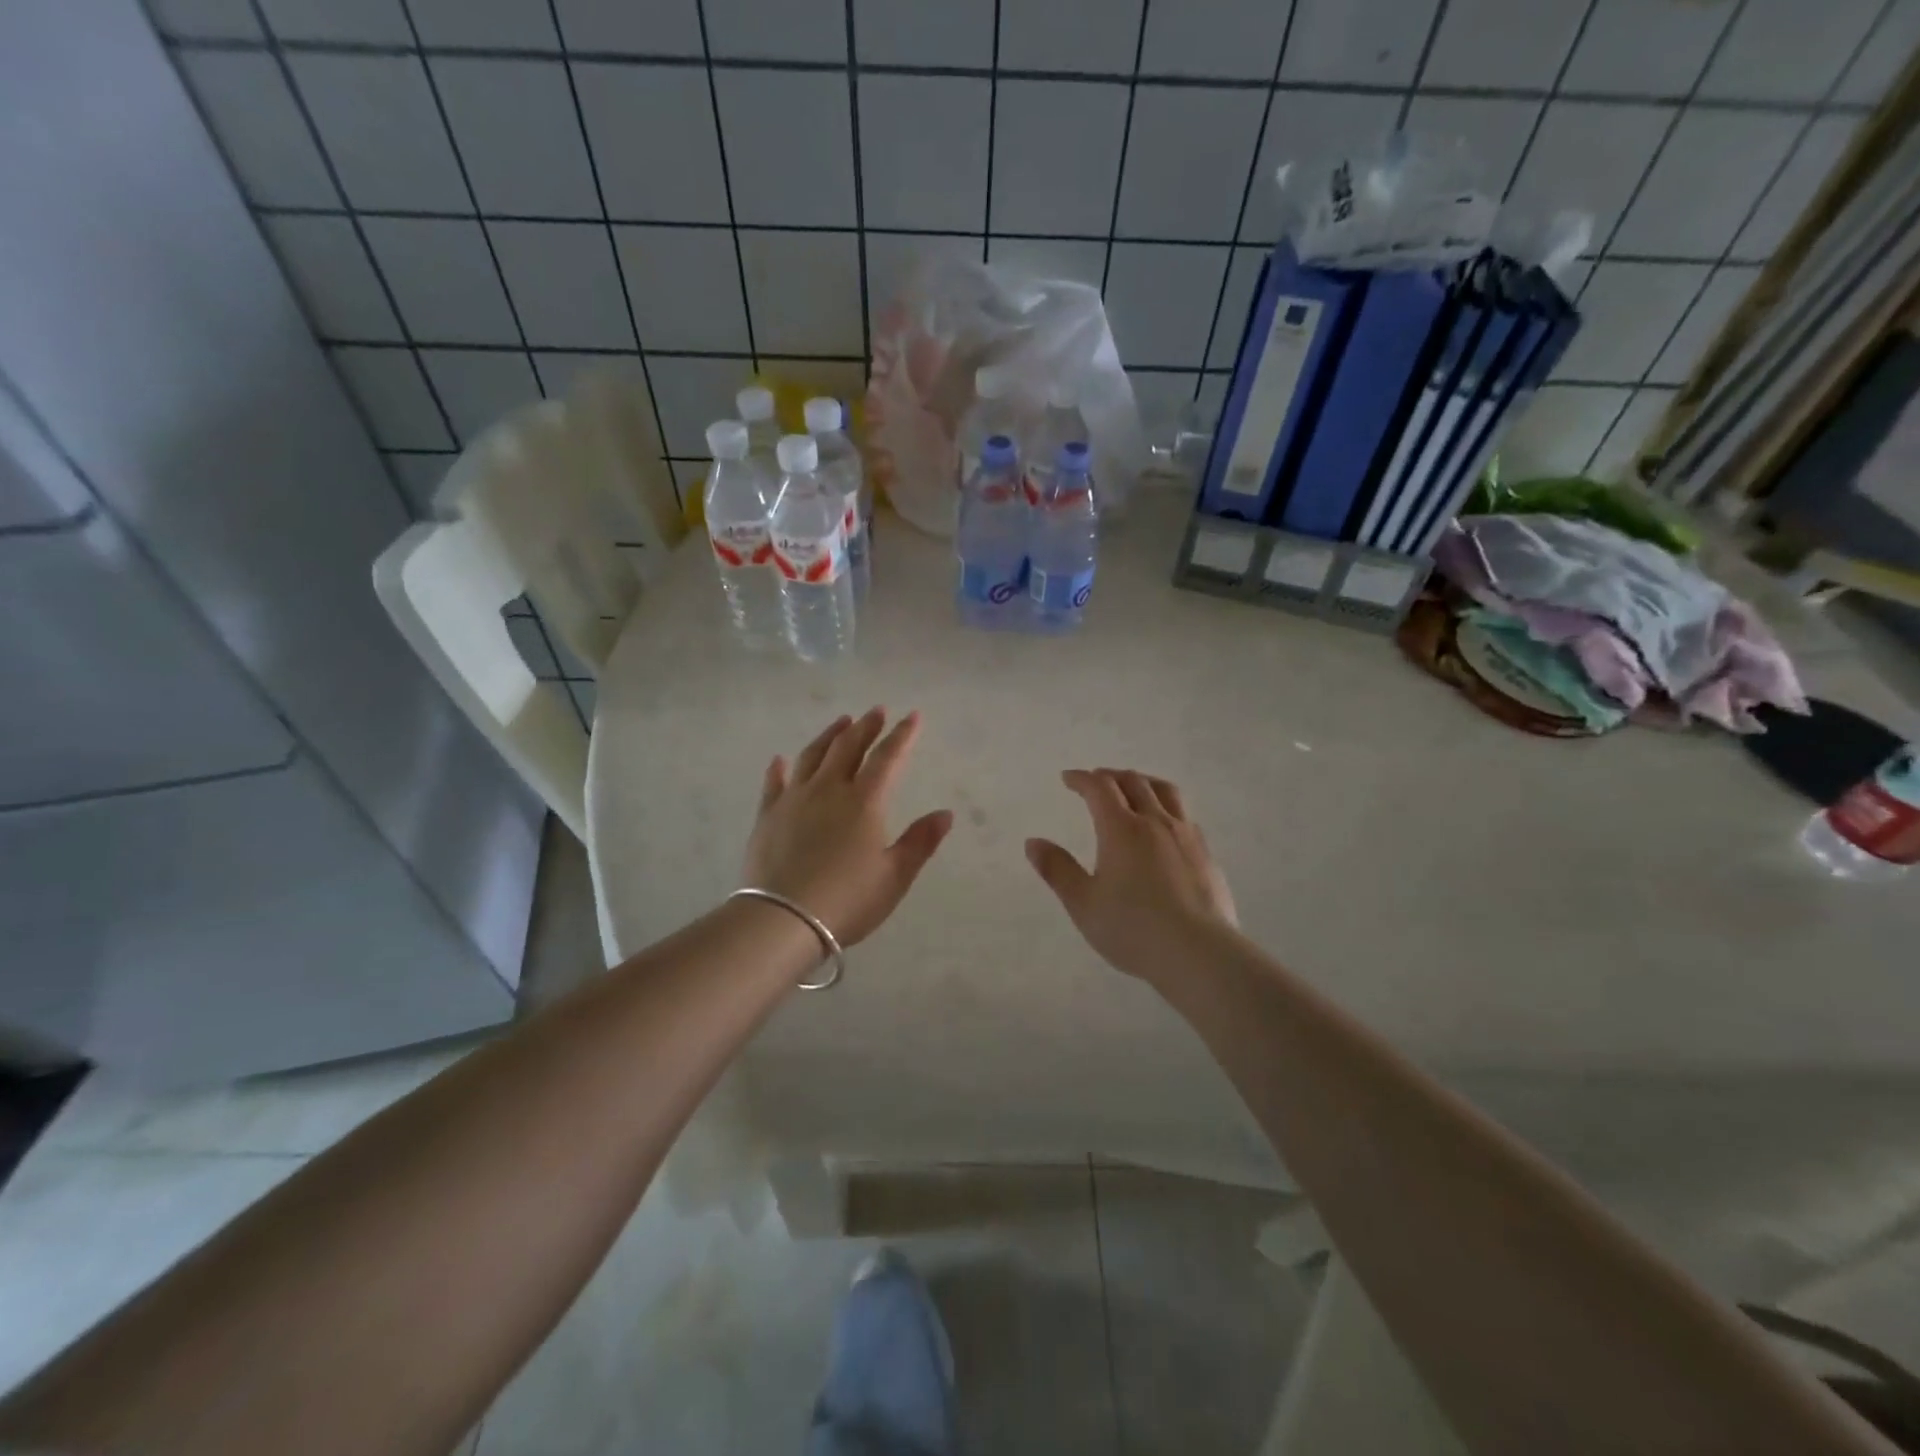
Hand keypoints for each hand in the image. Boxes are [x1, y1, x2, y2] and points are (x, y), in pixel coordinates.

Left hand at [743, 708, 952, 946]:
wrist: (782, 919)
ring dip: (829, 736)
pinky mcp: (767, 816)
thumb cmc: (847, 900)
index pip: (888, 758)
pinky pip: (774, 783)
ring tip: (841, 722)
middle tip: (876, 711)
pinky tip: (780, 760)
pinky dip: (780, 769)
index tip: (913, 716)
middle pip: (848, 748)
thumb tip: (945, 814)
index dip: (902, 736)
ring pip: (812, 756)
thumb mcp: (894, 877)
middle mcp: (829, 790)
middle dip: (866, 727)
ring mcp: (794, 800)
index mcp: (864, 802)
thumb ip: (920, 842)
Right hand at [1025, 769, 1237, 981]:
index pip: (1099, 788)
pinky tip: (1165, 825)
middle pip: (1133, 782)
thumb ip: (1057, 870)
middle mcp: (1155, 822)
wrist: (1198, 953)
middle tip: (1096, 780)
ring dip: (1143, 782)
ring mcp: (1186, 836)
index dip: (1081, 779)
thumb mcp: (1083, 903)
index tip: (1068, 778)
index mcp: (1121, 829)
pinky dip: (1167, 806)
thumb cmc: (1132, 929)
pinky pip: (1184, 815)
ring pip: (1166, 792)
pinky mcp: (1206, 854)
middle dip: (1110, 776)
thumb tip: (1033, 842)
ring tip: (1134, 788)